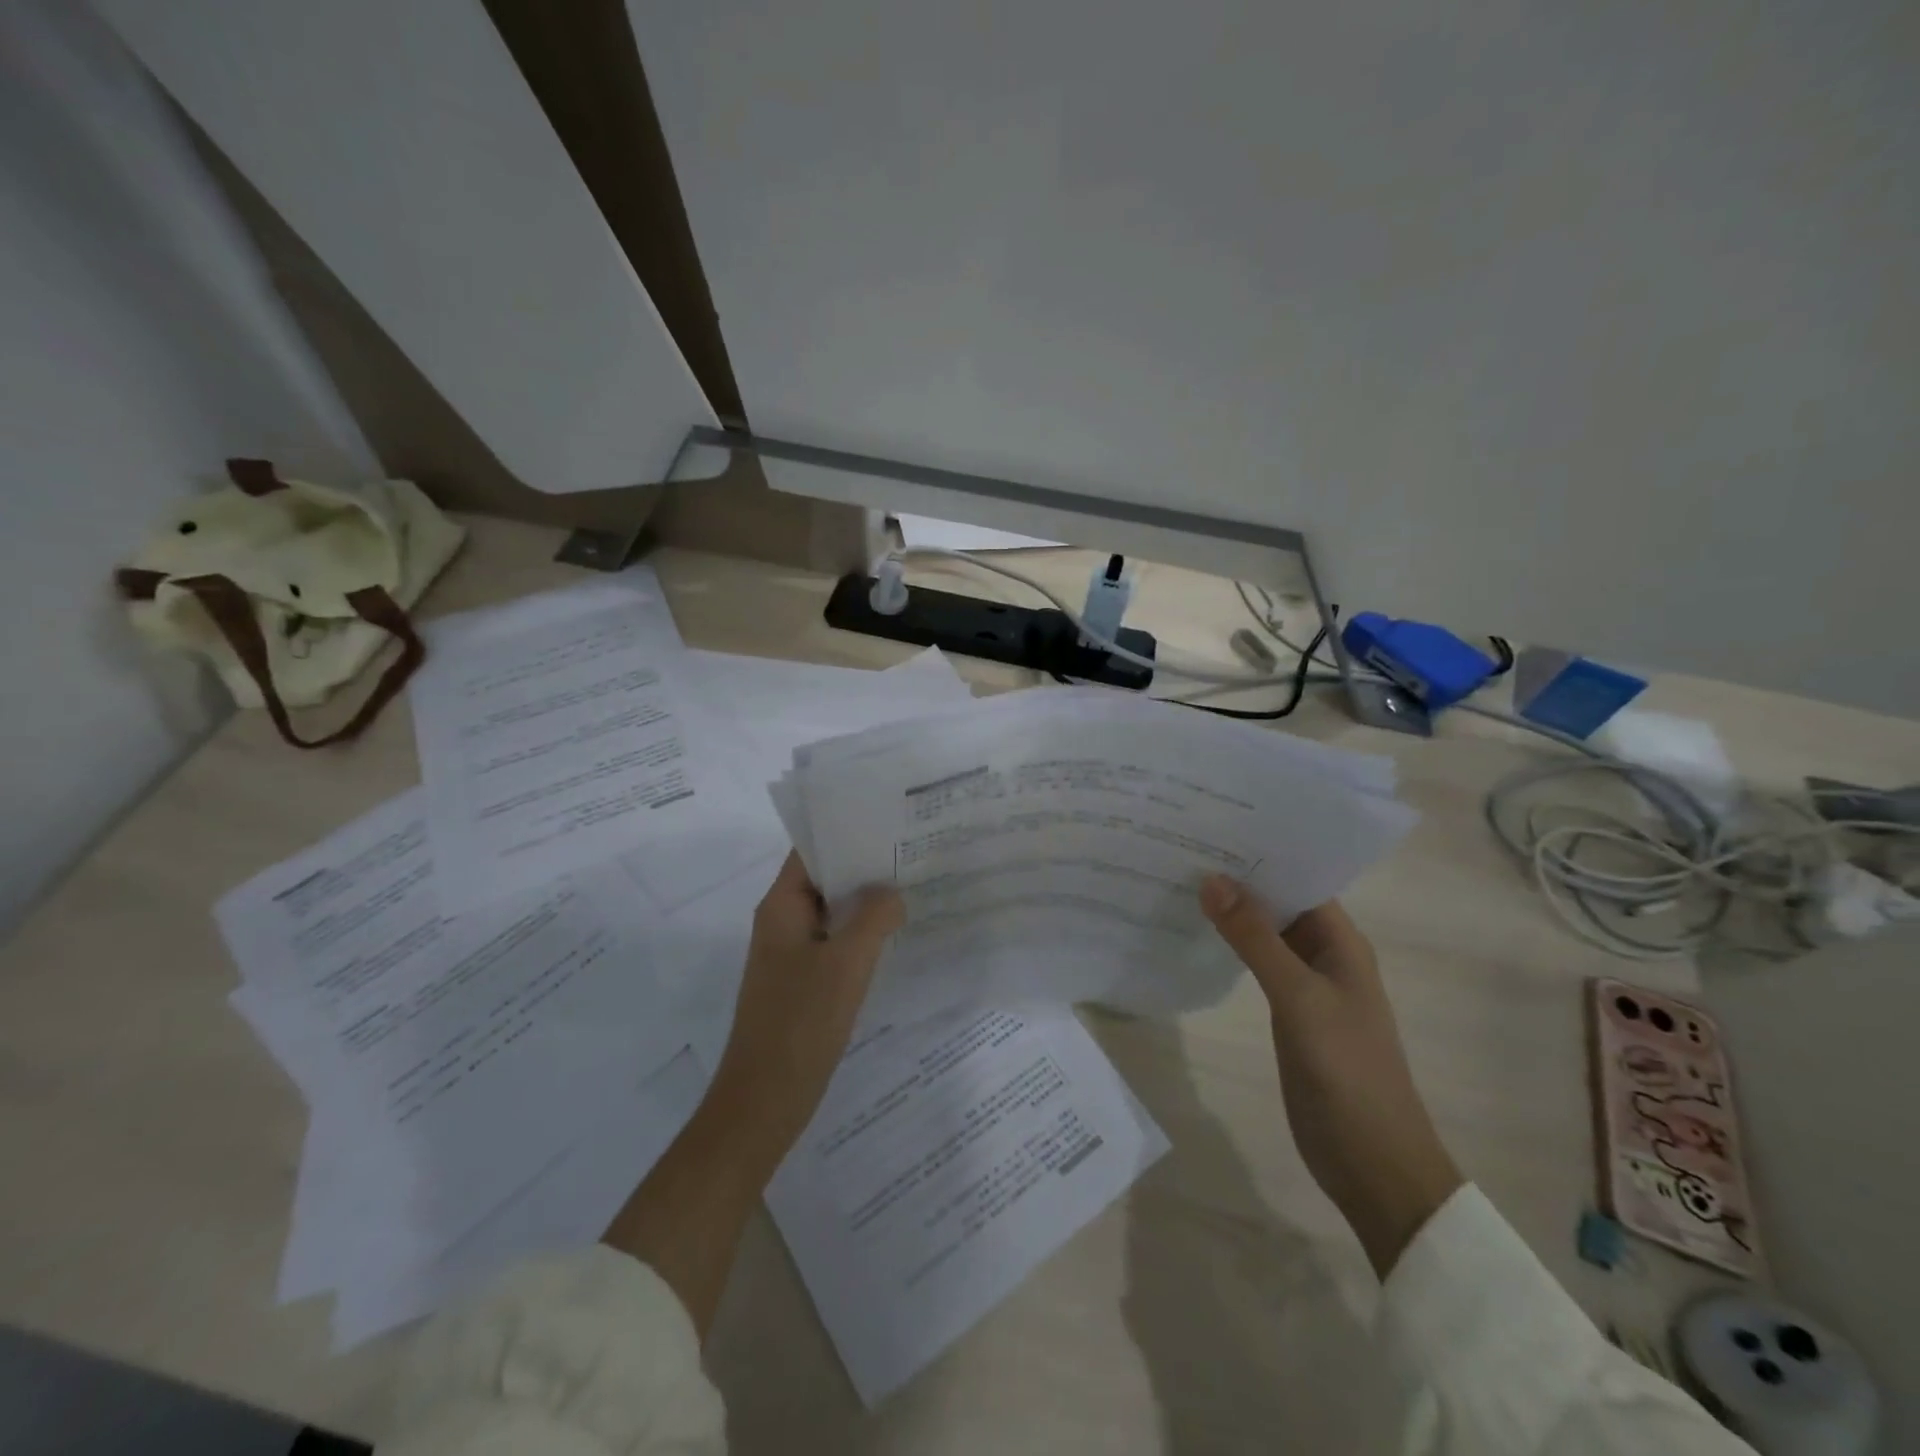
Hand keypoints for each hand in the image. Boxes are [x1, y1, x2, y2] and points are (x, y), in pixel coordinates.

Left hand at [602, 855, 901, 1336]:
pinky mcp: (803, 984)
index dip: (847, 832)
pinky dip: (862, 936)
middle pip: (825, 879)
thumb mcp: (845, 964)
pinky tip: (896, 937)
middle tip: (914, 853)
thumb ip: (873, 917)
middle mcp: (782, 923)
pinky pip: (835, 945)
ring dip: (866, 903)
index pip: (812, 850)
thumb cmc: (800, 1024)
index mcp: (780, 907)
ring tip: (914, 888)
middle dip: (865, 866)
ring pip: (833, 914)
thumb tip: (892, 892)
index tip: (889, 822)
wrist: (762, 1103)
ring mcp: (791, 955)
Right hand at [1200, 876, 1462, 1277]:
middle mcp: (1325, 954)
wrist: (1371, 1163)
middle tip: (1181, 845)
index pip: (1299, 878)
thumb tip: (1211, 879)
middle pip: (1279, 902)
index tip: (1211, 825)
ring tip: (1179, 878)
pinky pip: (1257, 964)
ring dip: (1231, 911)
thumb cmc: (1347, 1072)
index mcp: (1342, 942)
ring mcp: (1306, 984)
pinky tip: (1195, 933)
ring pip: (1265, 933)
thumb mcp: (1299, 999)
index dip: (1260, 853)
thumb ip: (1255, 940)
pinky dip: (1230, 946)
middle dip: (1238, 877)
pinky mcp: (1288, 1011)